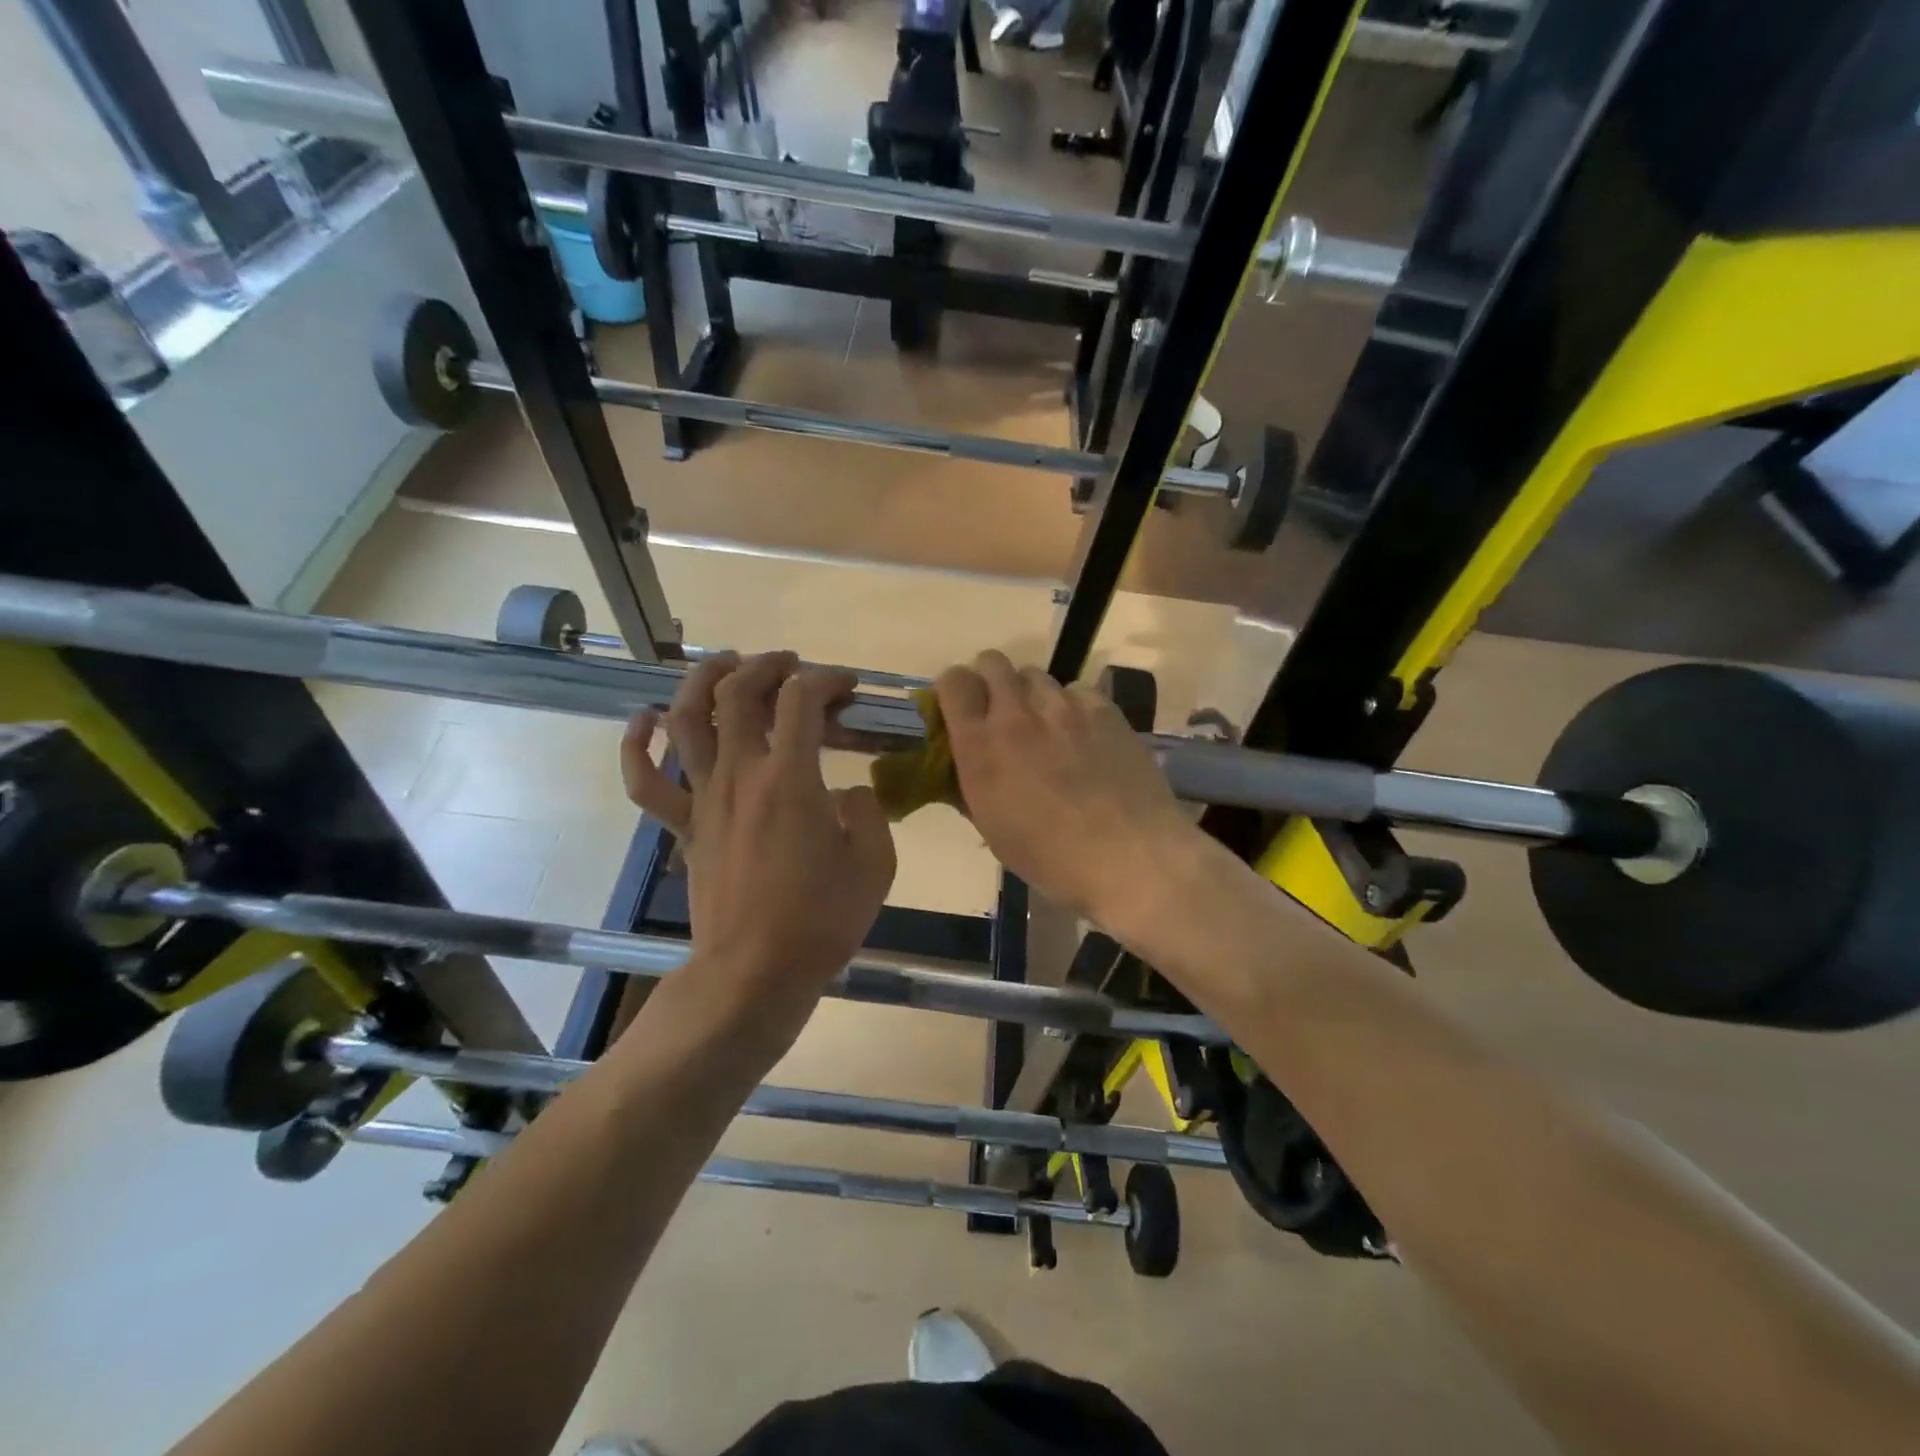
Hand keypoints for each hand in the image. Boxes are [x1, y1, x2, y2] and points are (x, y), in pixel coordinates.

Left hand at [622, 652, 896, 1048]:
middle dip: (766, 665)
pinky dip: (636, 746)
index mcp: (791, 779)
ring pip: (685, 720)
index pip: (802, 700)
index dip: (827, 679)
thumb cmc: (821, 920)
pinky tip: (642, 721)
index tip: (848, 686)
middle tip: (790, 664)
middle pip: (738, 693)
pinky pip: (645, 782)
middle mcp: (740, 775)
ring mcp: (704, 799)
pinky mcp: (684, 827)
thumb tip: (848, 793)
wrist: (755, 972)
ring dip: (702, 681)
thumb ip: (868, 812)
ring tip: (725, 664)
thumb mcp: (874, 863)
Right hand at [935, 650, 1196, 928]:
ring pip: (1035, 675)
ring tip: (1048, 728)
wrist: (1128, 857)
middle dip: (991, 681)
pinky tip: (1085, 736)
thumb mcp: (992, 829)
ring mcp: (1063, 707)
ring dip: (1032, 695)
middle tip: (1002, 712)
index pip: (953, 681)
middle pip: (992, 662)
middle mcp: (1016, 715)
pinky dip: (1073, 706)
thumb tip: (962, 766)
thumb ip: (970, 786)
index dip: (955, 689)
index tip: (963, 708)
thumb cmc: (1051, 857)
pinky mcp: (1103, 709)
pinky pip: (1077, 690)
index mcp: (980, 746)